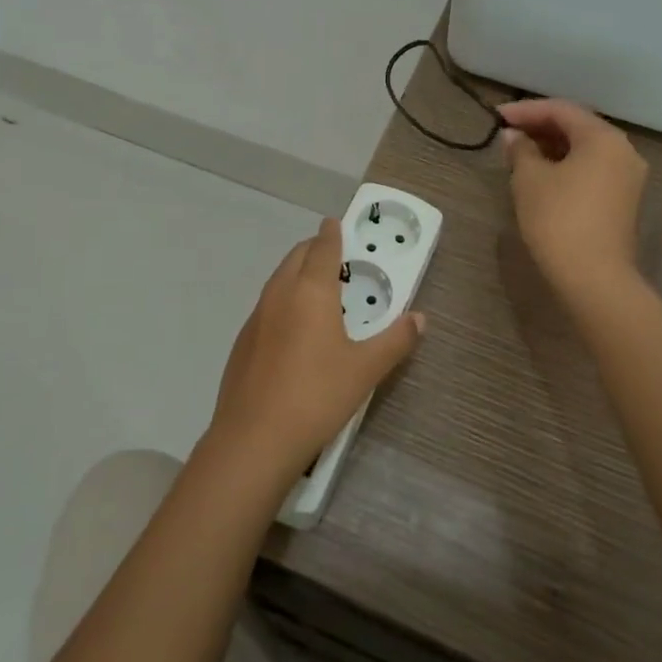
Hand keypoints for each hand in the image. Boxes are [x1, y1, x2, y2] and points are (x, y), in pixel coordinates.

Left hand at [208, 219, 423, 488]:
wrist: (253, 439)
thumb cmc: (317, 396)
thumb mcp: (366, 370)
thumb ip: (395, 341)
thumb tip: (419, 318)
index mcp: (311, 291)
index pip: (323, 248)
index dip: (332, 233)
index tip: (335, 222)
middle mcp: (280, 294)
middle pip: (296, 257)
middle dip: (314, 249)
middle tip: (333, 255)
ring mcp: (256, 317)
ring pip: (278, 279)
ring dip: (296, 272)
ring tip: (316, 288)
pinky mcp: (242, 341)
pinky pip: (267, 305)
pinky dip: (283, 300)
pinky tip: (293, 328)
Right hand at [499, 98, 649, 300]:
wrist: (594, 278)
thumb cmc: (558, 219)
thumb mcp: (529, 179)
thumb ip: (520, 149)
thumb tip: (513, 136)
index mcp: (604, 138)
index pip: (561, 110)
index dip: (525, 110)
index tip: (496, 117)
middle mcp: (623, 151)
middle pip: (578, 127)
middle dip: (540, 127)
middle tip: (507, 134)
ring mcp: (628, 178)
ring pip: (585, 150)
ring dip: (552, 147)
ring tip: (519, 153)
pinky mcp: (624, 201)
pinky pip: (592, 169)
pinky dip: (566, 165)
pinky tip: (541, 175)